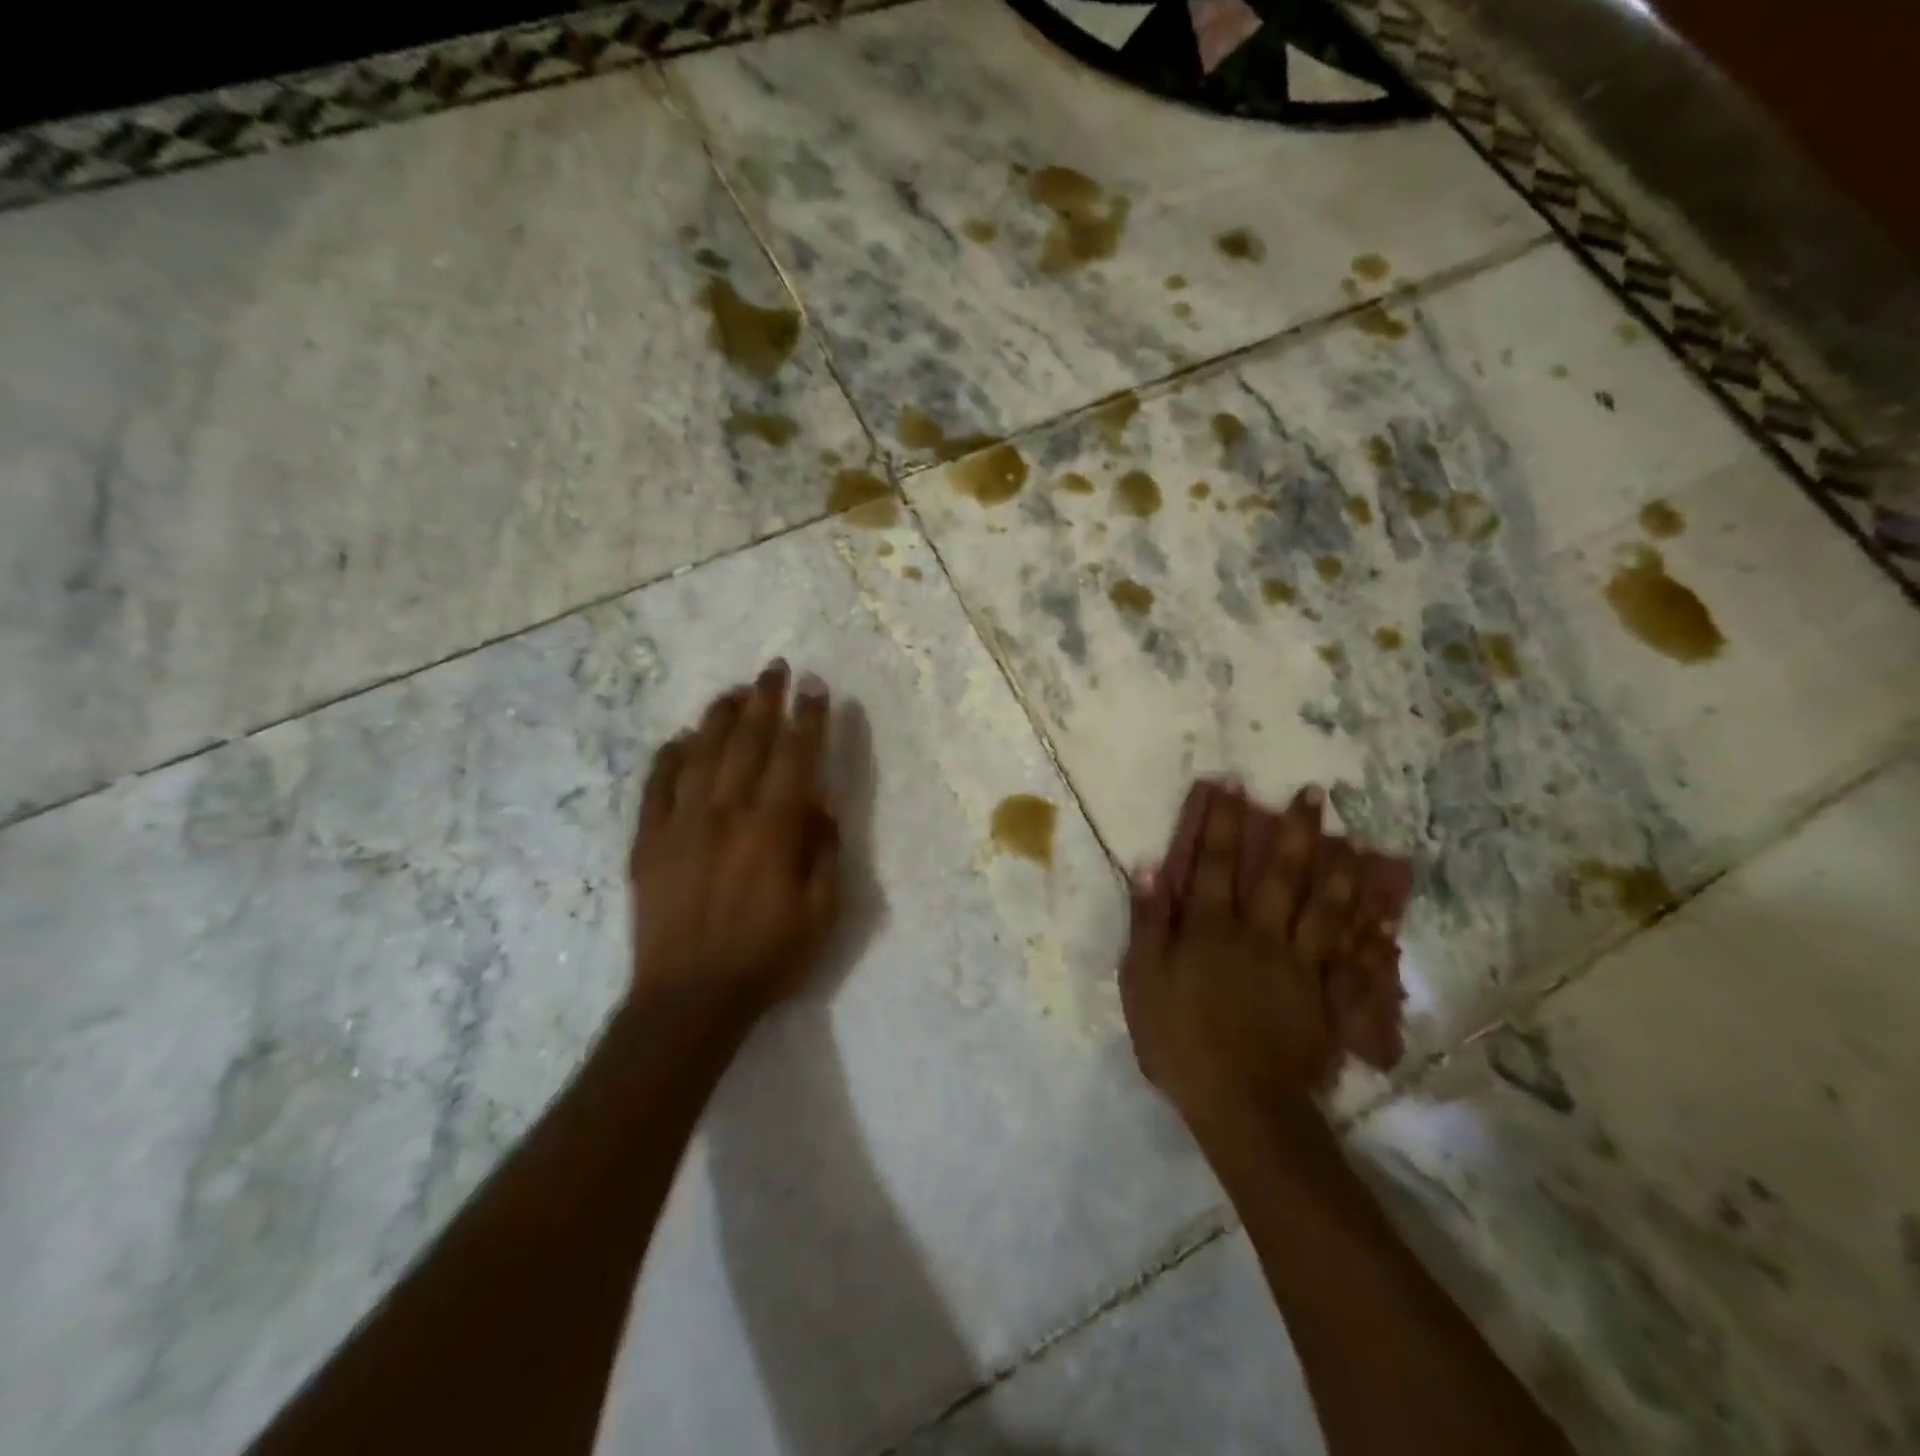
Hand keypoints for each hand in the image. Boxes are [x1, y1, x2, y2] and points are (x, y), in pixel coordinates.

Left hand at [628, 661, 840, 1025]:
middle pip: (748, 742)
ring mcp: (681, 823)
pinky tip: (681, 737)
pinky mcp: (648, 841)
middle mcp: (726, 813)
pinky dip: (670, 756)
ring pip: (701, 753)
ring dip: (721, 717)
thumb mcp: (822, 913)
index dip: (808, 719)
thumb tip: (820, 805)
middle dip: (766, 700)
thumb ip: (825, 852)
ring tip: (735, 691)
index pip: (796, 757)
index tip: (815, 687)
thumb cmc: (767, 958)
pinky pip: (657, 785)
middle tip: (776, 668)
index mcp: (773, 829)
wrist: (689, 1000)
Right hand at [1119, 782, 1380, 1123]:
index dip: (1220, 821)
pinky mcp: (1325, 996)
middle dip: (1295, 829)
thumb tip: (1149, 867)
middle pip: (1279, 873)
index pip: (1213, 862)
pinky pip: (1352, 955)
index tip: (1231, 783)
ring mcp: (1299, 964)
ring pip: (1324, 906)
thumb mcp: (1144, 981)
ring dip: (1339, 867)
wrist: (1241, 1103)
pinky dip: (1368, 930)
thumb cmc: (1180, 1039)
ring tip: (1355, 835)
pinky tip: (1381, 911)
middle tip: (1314, 793)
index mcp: (1211, 929)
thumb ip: (1149, 922)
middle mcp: (1259, 934)